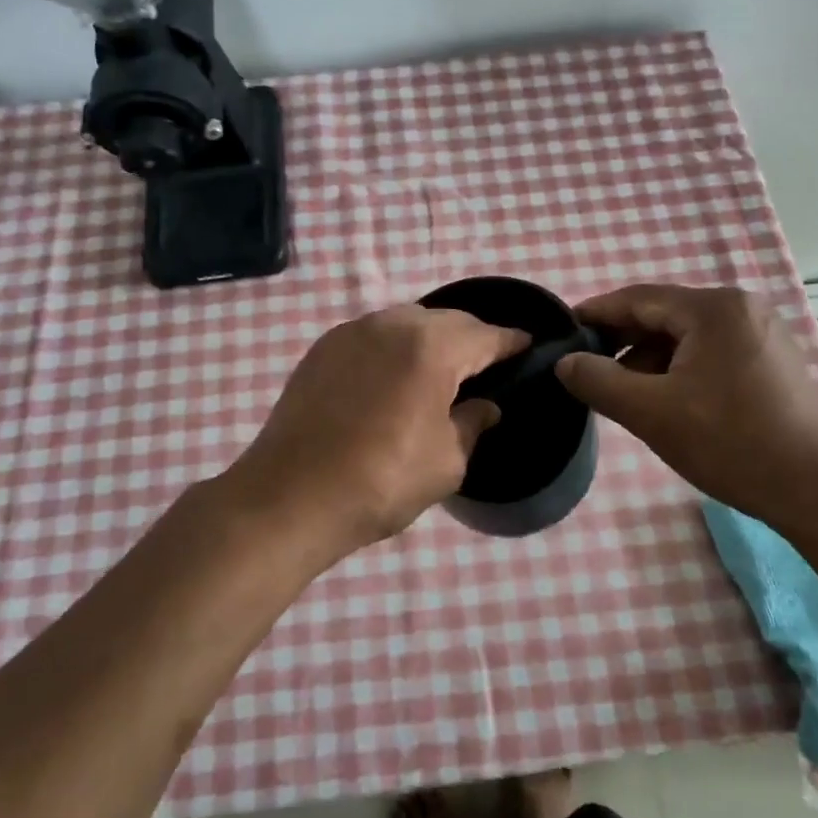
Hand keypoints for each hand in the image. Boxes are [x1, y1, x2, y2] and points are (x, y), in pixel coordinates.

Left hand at [224, 305, 529, 552]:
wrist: (289, 497)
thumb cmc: (380, 481)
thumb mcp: (446, 462)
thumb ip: (472, 424)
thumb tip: (486, 406)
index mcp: (431, 348)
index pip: (485, 336)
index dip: (511, 341)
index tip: (528, 345)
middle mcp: (391, 325)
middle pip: (446, 320)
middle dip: (471, 337)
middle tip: (487, 362)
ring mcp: (351, 332)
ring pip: (406, 321)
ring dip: (431, 338)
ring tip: (443, 367)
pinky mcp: (322, 348)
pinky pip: (374, 334)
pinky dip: (395, 346)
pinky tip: (396, 374)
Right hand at [555, 284, 817, 522]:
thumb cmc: (730, 442)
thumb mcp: (651, 412)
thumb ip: (599, 381)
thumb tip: (566, 362)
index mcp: (713, 309)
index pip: (638, 298)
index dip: (596, 313)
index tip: (565, 331)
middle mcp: (741, 307)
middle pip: (665, 315)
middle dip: (623, 341)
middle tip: (589, 368)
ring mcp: (763, 332)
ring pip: (688, 336)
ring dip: (651, 358)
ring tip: (626, 392)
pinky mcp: (774, 359)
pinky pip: (712, 351)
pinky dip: (681, 368)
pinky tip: (668, 399)